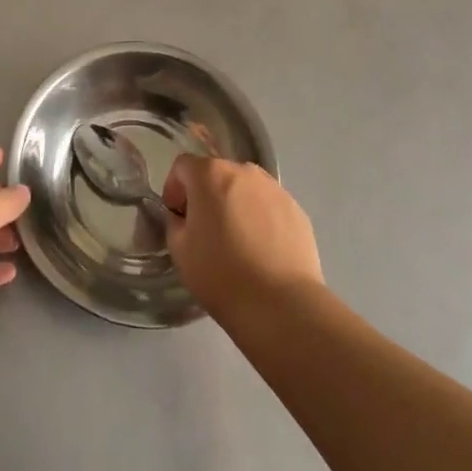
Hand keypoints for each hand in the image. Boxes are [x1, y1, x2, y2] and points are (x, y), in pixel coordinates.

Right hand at [161, 155, 322, 318]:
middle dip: (206, 196)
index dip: (174, 189)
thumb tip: (183, 216)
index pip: (182, 166)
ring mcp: (274, 188)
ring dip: (235, 204)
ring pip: (245, 189)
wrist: (281, 305)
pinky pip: (269, 206)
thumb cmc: (221, 274)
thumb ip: (174, 222)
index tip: (178, 218)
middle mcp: (244, 171)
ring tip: (237, 241)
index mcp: (211, 174)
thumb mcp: (180, 250)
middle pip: (216, 174)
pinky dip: (261, 219)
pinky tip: (262, 251)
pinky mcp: (297, 210)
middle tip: (205, 231)